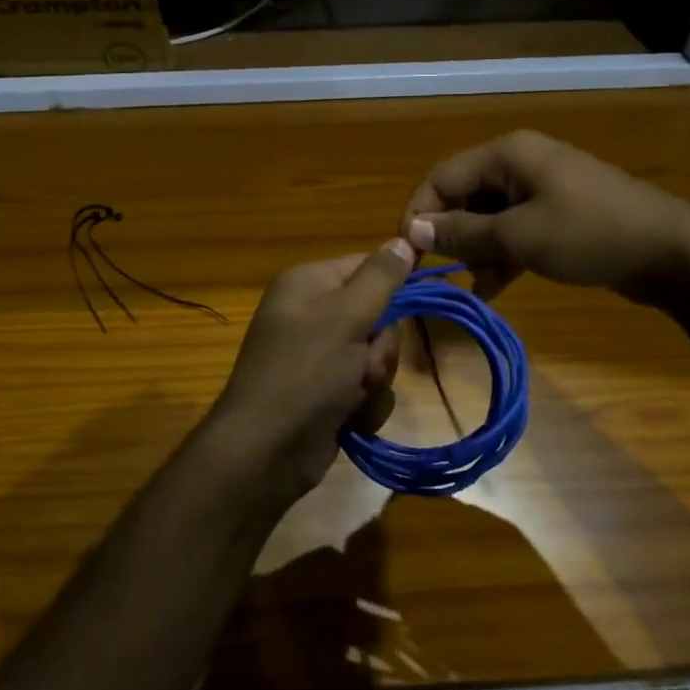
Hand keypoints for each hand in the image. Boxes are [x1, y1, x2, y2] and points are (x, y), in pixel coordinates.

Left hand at [203, 238, 414, 501]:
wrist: (266, 451)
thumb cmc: (305, 373)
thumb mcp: (346, 317)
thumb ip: (380, 278)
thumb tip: (404, 238)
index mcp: (309, 283)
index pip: (368, 266)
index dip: (397, 284)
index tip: (422, 300)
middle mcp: (312, 314)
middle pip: (379, 315)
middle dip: (380, 347)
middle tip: (363, 364)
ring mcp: (319, 356)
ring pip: (377, 356)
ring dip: (374, 380)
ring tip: (352, 396)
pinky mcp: (327, 392)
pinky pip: (367, 387)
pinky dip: (365, 405)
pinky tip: (349, 420)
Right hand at [402, 130, 689, 300]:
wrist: (671, 252)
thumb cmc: (589, 234)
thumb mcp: (519, 237)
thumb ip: (463, 233)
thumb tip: (413, 231)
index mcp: (507, 155)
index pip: (441, 178)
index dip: (420, 214)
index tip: (411, 256)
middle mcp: (519, 164)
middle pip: (464, 198)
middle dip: (453, 237)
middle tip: (448, 275)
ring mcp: (541, 189)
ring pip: (488, 218)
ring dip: (478, 252)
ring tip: (480, 286)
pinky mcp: (558, 214)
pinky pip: (515, 231)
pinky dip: (502, 256)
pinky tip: (496, 288)